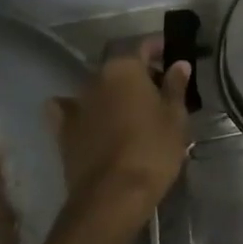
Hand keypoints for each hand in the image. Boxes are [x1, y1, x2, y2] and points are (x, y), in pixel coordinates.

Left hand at [46, 37, 190, 223]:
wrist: (111, 198)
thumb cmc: (152, 150)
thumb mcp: (175, 117)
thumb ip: (175, 86)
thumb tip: (178, 64)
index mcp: (124, 67)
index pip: (145, 45)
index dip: (161, 49)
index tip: (174, 58)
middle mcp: (96, 78)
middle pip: (121, 67)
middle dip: (140, 74)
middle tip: (161, 90)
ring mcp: (76, 104)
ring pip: (100, 89)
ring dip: (115, 94)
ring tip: (133, 111)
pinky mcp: (64, 132)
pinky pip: (72, 112)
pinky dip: (80, 111)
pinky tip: (88, 118)